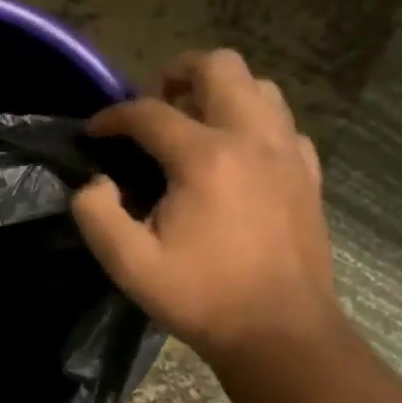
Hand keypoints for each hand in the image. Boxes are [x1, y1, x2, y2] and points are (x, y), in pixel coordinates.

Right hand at [72, 49, 340, 364]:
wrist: (281, 335)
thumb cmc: (200, 296)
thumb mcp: (126, 262)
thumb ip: (95, 211)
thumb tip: (97, 183)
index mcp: (205, 158)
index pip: (148, 112)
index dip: (112, 117)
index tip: (92, 134)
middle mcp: (253, 141)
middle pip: (220, 67)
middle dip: (177, 73)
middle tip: (153, 105)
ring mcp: (289, 155)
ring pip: (259, 88)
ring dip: (220, 93)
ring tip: (192, 123)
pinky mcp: (308, 175)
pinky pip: (283, 124)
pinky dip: (253, 124)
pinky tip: (233, 156)